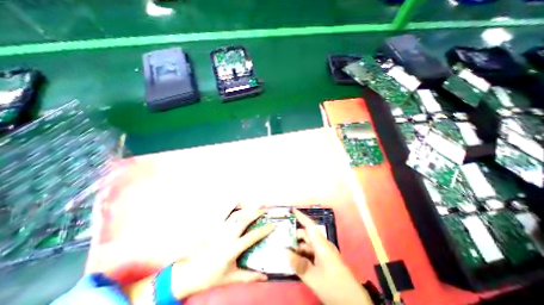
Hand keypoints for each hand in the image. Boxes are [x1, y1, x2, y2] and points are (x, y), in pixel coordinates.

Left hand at [169, 206, 271, 298]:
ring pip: (235, 215)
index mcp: (233, 248)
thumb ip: (249, 276)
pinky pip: (224, 214)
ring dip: (246, 208)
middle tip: (265, 209)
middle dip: (256, 213)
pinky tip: (238, 203)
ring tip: (254, 204)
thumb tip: (265, 277)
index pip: (253, 236)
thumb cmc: (211, 276)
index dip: (264, 230)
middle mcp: (228, 236)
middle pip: (244, 220)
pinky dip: (231, 207)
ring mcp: (220, 230)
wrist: (189, 274)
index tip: (273, 225)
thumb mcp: (231, 277)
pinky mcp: (214, 227)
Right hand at [289, 209, 374, 304]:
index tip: (292, 210)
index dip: (301, 216)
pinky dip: (303, 255)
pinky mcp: (325, 260)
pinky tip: (296, 262)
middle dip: (294, 237)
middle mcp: (323, 245)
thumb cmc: (333, 286)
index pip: (309, 225)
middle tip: (282, 240)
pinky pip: (311, 253)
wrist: (354, 302)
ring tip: (286, 254)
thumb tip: (284, 251)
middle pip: (307, 235)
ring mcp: (325, 253)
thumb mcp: (312, 277)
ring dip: (298, 248)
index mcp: (321, 244)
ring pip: (308, 245)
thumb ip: (297, 263)